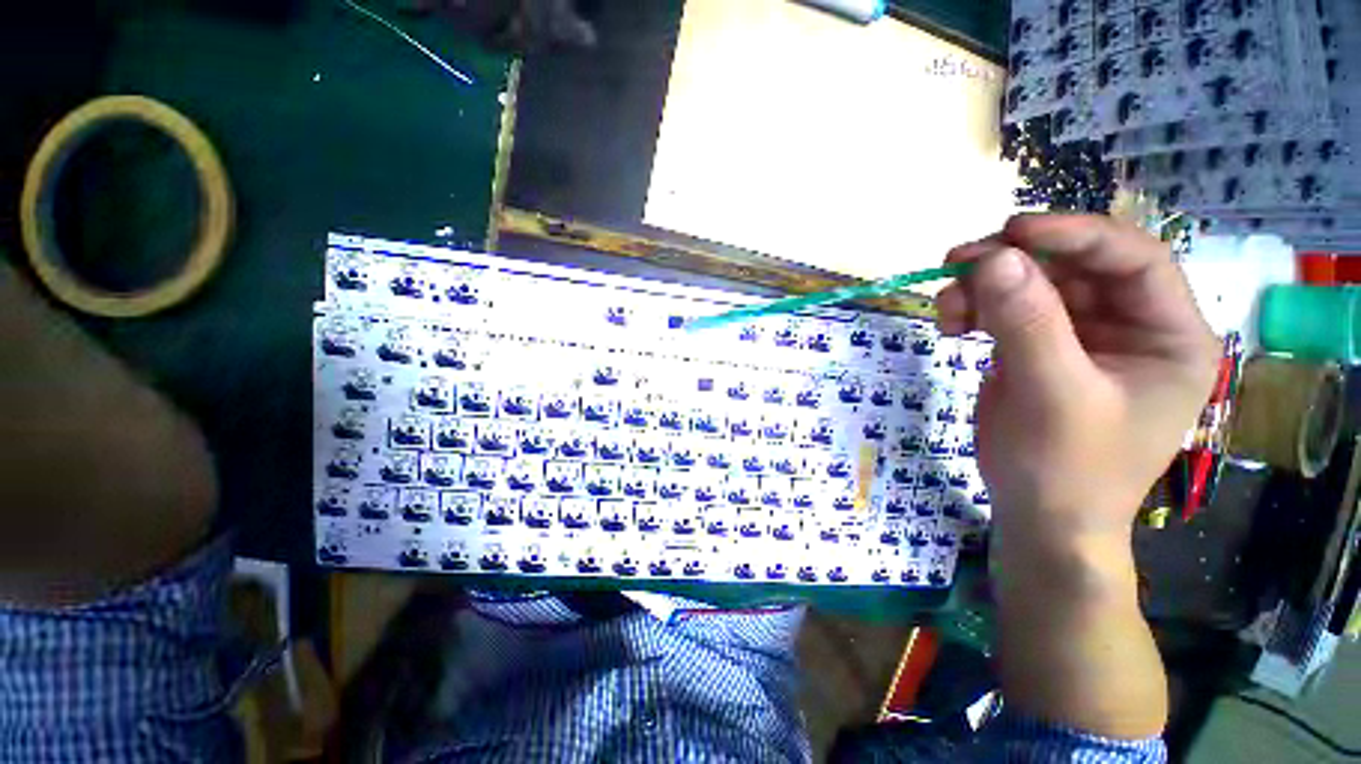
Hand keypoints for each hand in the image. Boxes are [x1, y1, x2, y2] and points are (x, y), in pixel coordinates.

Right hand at [935, 214, 1219, 549]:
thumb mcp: (1053, 396)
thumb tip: (994, 259)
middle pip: (1072, 267)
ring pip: (1031, 285)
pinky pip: (1005, 311)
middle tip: (956, 263)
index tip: (1010, 230)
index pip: (1133, 258)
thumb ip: (1028, 325)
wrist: (1036, 517)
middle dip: (1013, 263)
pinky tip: (950, 325)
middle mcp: (1129, 325)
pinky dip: (973, 310)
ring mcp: (1080, 337)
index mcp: (1168, 335)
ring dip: (983, 288)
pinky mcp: (1037, 349)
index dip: (1075, 234)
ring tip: (946, 309)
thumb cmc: (1067, 470)